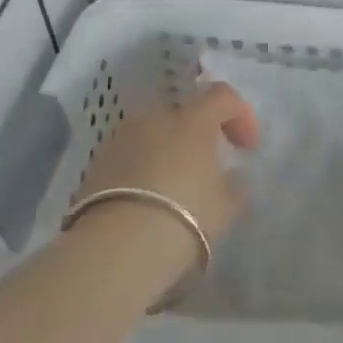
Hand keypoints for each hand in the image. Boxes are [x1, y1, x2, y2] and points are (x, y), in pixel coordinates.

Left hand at [71, 82, 259, 258]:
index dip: (240, 115)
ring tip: (175, 186)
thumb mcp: (227, 206)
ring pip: (153, 134)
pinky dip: (143, 167)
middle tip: (208, 166)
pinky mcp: (97, 163)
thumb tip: (230, 179)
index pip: (222, 96)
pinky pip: (130, 155)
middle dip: (199, 134)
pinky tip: (148, 199)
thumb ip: (234, 186)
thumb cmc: (187, 216)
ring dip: (168, 150)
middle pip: (184, 113)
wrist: (119, 246)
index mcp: (192, 120)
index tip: (246, 147)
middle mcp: (154, 118)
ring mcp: (120, 138)